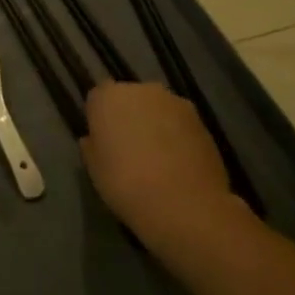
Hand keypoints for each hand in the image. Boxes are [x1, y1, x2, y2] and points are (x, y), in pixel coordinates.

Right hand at [82, 82, 235, 255]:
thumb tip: (95, 139)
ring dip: (155, 125)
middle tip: (130, 149)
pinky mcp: (202, 120)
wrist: (185, 205)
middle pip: (130, 98)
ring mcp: (175, 103)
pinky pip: (180, 124)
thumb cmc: (126, 184)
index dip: (100, 118)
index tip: (103, 141)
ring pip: (158, 109)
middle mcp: (142, 90)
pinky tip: (178, 164)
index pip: (98, 97)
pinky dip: (178, 137)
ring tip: (158, 159)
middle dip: (129, 117)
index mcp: (109, 97)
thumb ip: (92, 145)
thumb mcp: (94, 169)